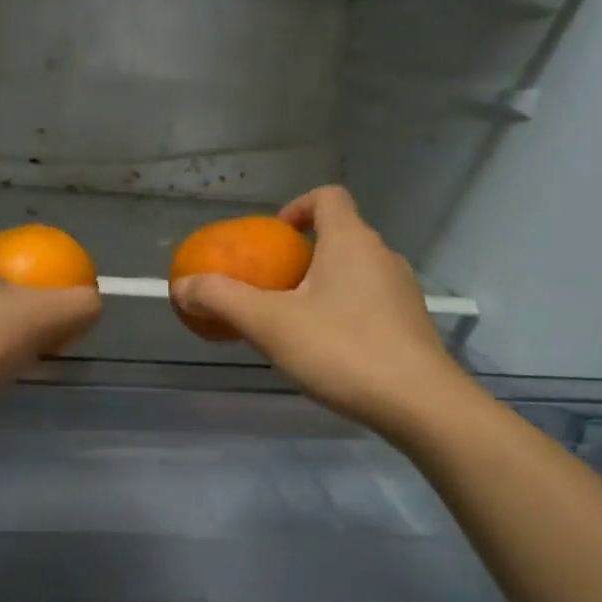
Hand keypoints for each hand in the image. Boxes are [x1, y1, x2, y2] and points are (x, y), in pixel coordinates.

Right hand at [171, 185, 473, 440]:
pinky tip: (327, 350)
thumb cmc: (342, 350)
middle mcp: (382, 256)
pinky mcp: (411, 324)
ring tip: (294, 323)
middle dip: (301, 257)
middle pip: (338, 237)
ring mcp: (402, 291)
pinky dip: (343, 312)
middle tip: (271, 290)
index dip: (297, 207)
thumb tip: (182, 286)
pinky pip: (369, 302)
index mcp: (351, 241)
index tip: (273, 239)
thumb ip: (222, 299)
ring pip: (354, 273)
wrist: (419, 404)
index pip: (327, 197)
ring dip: (322, 286)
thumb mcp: (270, 324)